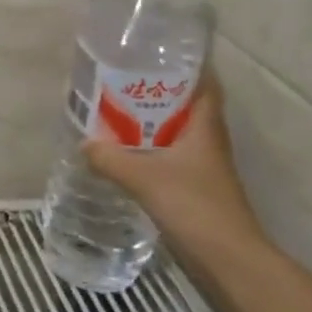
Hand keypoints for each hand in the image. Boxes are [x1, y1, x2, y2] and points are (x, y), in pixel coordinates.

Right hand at [82, 68, 266, 268]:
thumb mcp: (144, 177)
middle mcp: (208, 140)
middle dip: (158, 91)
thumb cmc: (193, 205)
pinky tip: (127, 152)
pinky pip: (172, 155)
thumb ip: (110, 159)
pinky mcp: (197, 186)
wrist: (227, 258)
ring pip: (178, 131)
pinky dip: (152, 148)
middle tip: (123, 80)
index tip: (157, 54)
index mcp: (205, 126)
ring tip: (117, 111)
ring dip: (153, 121)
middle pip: (186, 105)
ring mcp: (204, 165)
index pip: (204, 83)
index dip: (187, 66)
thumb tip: (84, 144)